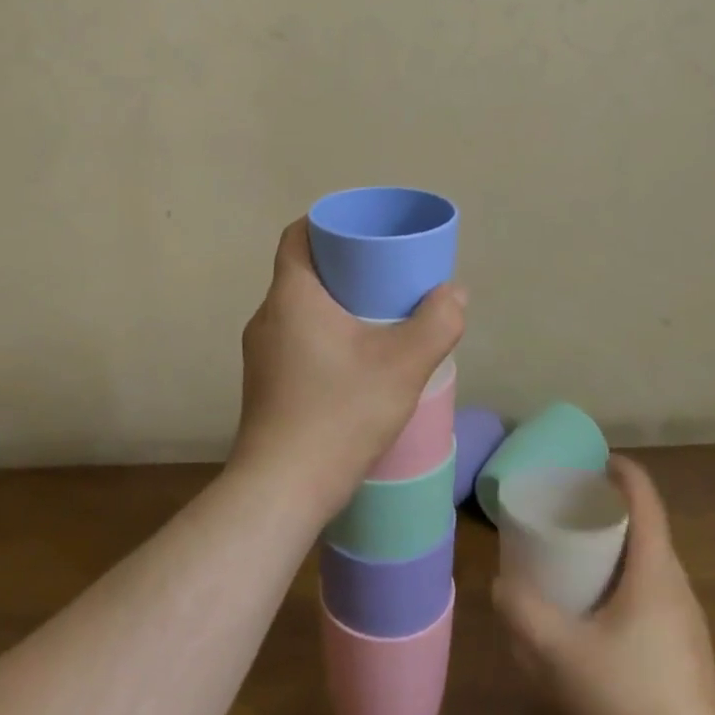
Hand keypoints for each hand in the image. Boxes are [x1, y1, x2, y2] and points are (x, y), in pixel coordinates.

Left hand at [230, 219, 465, 518]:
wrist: (280, 491)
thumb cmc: (338, 413)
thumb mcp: (402, 365)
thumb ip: (436, 323)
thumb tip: (454, 292)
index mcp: (291, 295)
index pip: (298, 235)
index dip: (328, 223)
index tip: (362, 231)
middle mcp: (267, 316)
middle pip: (302, 271)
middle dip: (342, 266)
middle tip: (384, 273)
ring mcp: (260, 353)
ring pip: (298, 309)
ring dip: (333, 304)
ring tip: (375, 317)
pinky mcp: (263, 384)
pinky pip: (293, 339)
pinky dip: (322, 334)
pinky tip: (353, 361)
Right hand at [494, 457, 714, 714]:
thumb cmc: (628, 696)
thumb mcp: (559, 652)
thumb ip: (521, 612)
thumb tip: (500, 585)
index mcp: (655, 568)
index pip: (645, 497)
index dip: (621, 471)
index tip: (593, 460)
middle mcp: (678, 587)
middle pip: (648, 530)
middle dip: (611, 513)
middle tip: (571, 514)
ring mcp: (689, 625)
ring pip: (652, 568)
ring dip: (619, 554)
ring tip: (580, 565)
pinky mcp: (689, 659)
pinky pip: (656, 601)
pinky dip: (627, 589)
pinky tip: (601, 624)